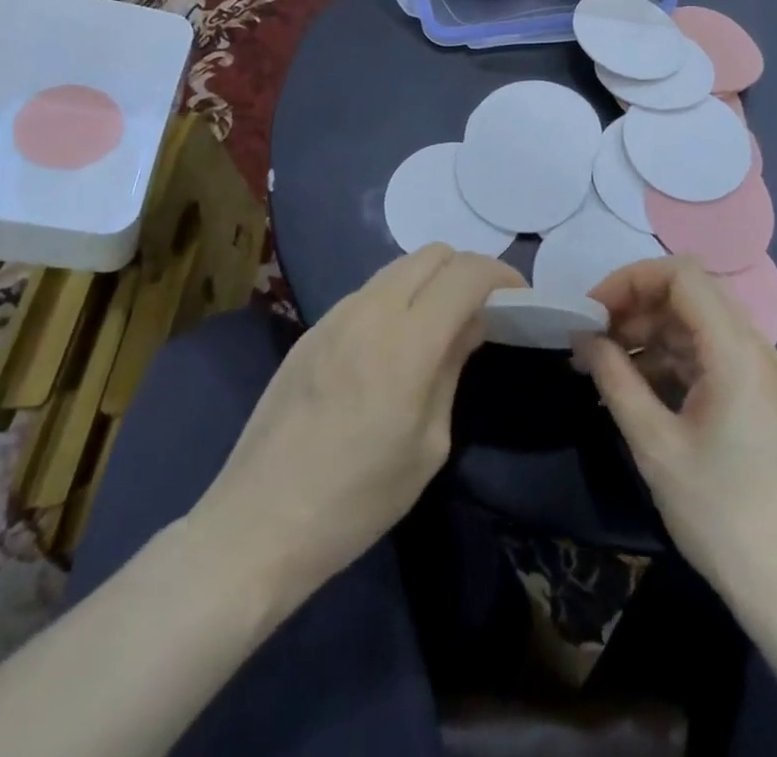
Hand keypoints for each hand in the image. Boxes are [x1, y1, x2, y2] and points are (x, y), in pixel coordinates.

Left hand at [191, 244, 522, 601]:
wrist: (259, 523)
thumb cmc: (357, 499)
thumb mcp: (429, 444)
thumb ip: (452, 368)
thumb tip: (472, 323)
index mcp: (408, 340)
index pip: (466, 274)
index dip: (501, 277)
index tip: (518, 300)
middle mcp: (371, 310)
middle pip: (434, 253)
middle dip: (468, 270)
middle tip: (482, 310)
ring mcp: (336, 315)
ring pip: (399, 266)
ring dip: (431, 280)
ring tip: (442, 323)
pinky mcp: (313, 329)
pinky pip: (369, 291)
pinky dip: (398, 296)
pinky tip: (396, 342)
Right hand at [575, 258, 776, 612]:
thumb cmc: (721, 513)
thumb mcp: (655, 445)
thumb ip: (615, 379)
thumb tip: (583, 338)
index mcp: (735, 349)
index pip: (681, 274)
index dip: (630, 280)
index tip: (591, 312)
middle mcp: (752, 346)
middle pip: (687, 294)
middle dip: (633, 307)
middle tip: (590, 341)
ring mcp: (755, 370)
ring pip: (692, 324)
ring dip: (646, 335)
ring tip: (601, 367)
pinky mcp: (752, 394)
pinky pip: (703, 355)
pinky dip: (665, 360)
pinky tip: (632, 390)